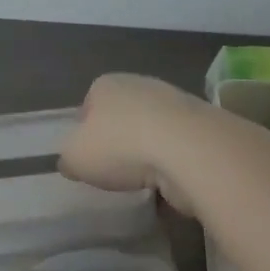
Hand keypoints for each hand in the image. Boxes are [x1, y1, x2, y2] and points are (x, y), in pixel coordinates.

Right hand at [58, 74, 211, 214]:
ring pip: (151, 133)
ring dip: (147, 156)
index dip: (85, 133)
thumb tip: (72, 162)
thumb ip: (69, 158)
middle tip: (113, 172)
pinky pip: (176, 150)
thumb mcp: (75, 157)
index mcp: (106, 85)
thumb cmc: (120, 146)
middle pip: (122, 118)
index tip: (87, 159)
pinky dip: (171, 166)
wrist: (188, 151)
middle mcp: (141, 86)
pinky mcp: (200, 129)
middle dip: (118, 143)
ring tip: (140, 183)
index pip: (88, 105)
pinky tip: (166, 186)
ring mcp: (175, 104)